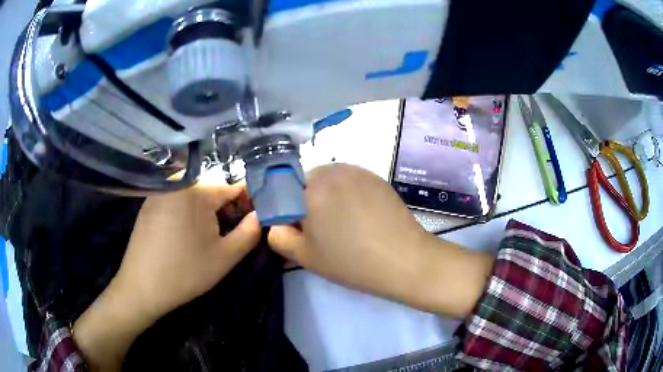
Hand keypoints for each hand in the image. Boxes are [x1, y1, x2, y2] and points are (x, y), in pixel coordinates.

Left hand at [114, 182, 261, 318]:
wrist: (141, 287)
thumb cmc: (185, 272)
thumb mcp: (225, 257)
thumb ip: (250, 232)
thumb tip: (262, 215)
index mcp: (197, 189)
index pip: (234, 187)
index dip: (248, 206)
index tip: (252, 225)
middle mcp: (177, 182)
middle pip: (213, 191)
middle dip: (226, 211)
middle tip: (227, 238)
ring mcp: (160, 191)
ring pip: (195, 197)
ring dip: (207, 214)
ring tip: (206, 240)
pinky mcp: (149, 203)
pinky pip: (177, 201)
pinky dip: (188, 214)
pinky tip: (185, 238)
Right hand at [268, 164, 493, 317]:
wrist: (405, 259)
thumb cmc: (351, 262)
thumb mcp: (305, 257)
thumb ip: (279, 237)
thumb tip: (276, 223)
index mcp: (310, 189)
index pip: (280, 189)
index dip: (283, 207)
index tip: (293, 225)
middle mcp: (331, 171)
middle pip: (304, 181)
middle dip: (304, 200)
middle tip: (319, 227)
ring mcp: (356, 171)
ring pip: (327, 179)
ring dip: (326, 195)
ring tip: (342, 221)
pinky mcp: (375, 176)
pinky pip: (349, 180)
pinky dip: (346, 193)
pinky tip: (360, 215)